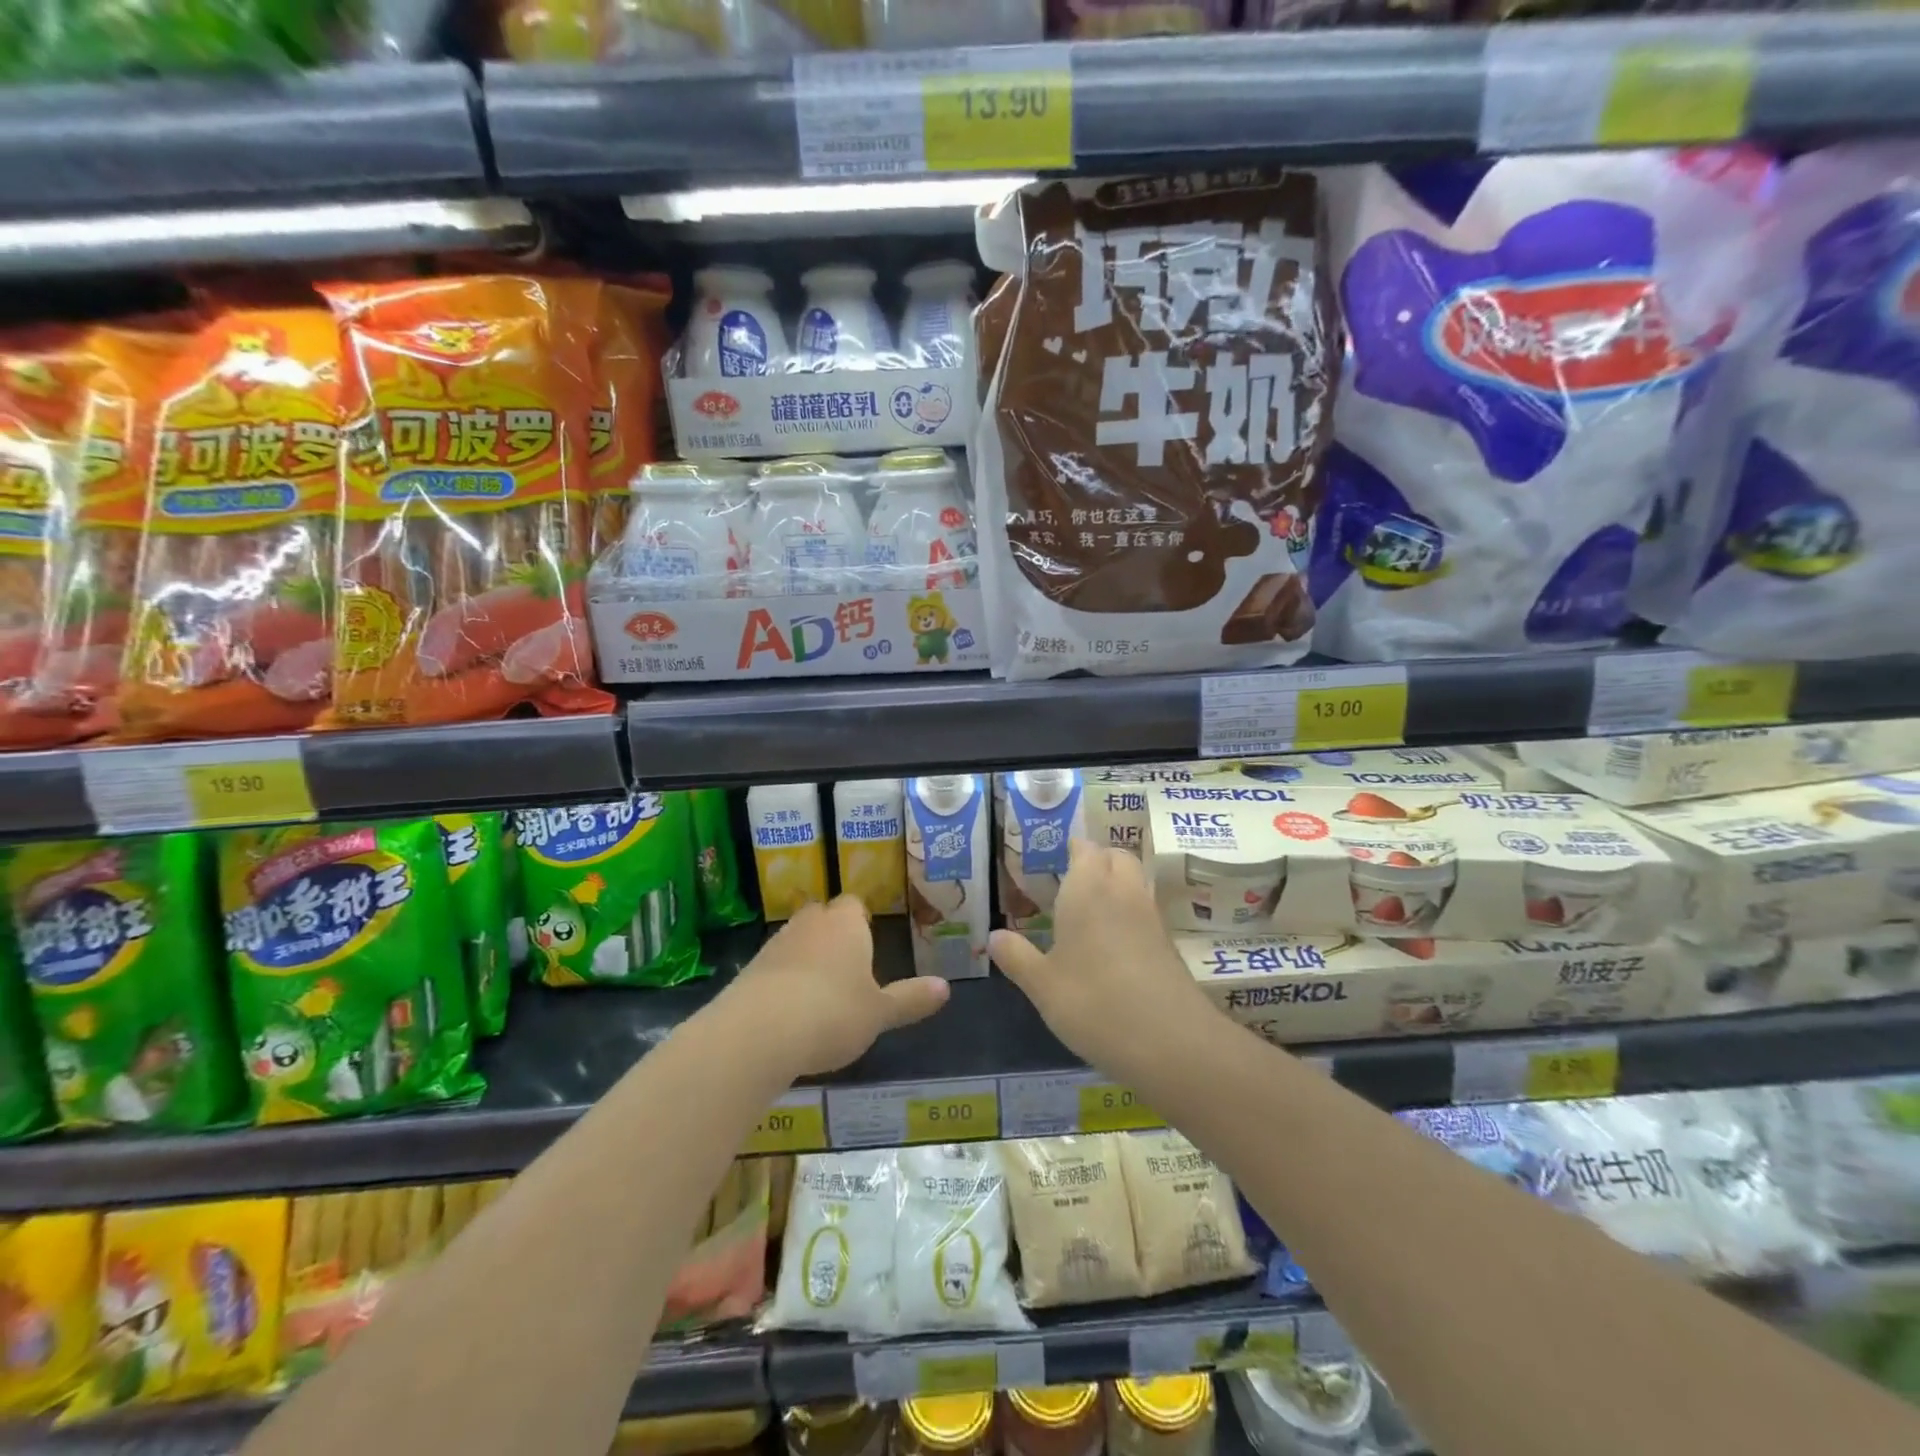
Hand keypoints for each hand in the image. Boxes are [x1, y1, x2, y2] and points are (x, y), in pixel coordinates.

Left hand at [727, 895, 949, 1077]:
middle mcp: (810, 923)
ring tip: (820, 994)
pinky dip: (783, 982)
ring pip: (797, 941)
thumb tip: (946, 987)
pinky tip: (790, 1013)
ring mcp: (775, 944)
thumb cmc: (833, 1013)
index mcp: (846, 923)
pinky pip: (774, 968)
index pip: (854, 904)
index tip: (868, 942)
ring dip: (806, 959)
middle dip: (833, 936)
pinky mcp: (749, 969)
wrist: (758, 1032)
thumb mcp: (880, 1013)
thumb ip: (910, 999)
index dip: (861, 921)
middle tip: (848, 967)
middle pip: (823, 918)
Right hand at [990, 839, 1217, 1087]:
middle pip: (1116, 856)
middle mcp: (1122, 892)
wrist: (1171, 1042)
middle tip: (1072, 880)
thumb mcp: (1042, 985)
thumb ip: (1017, 956)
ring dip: (1115, 885)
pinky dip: (1129, 914)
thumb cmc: (1094, 1003)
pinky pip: (1145, 912)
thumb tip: (993, 935)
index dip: (1073, 848)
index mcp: (1088, 890)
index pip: (1085, 848)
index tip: (1056, 857)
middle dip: (1097, 860)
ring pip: (1134, 881)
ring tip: (1089, 911)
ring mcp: (1151, 917)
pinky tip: (1111, 945)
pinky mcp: (1168, 945)